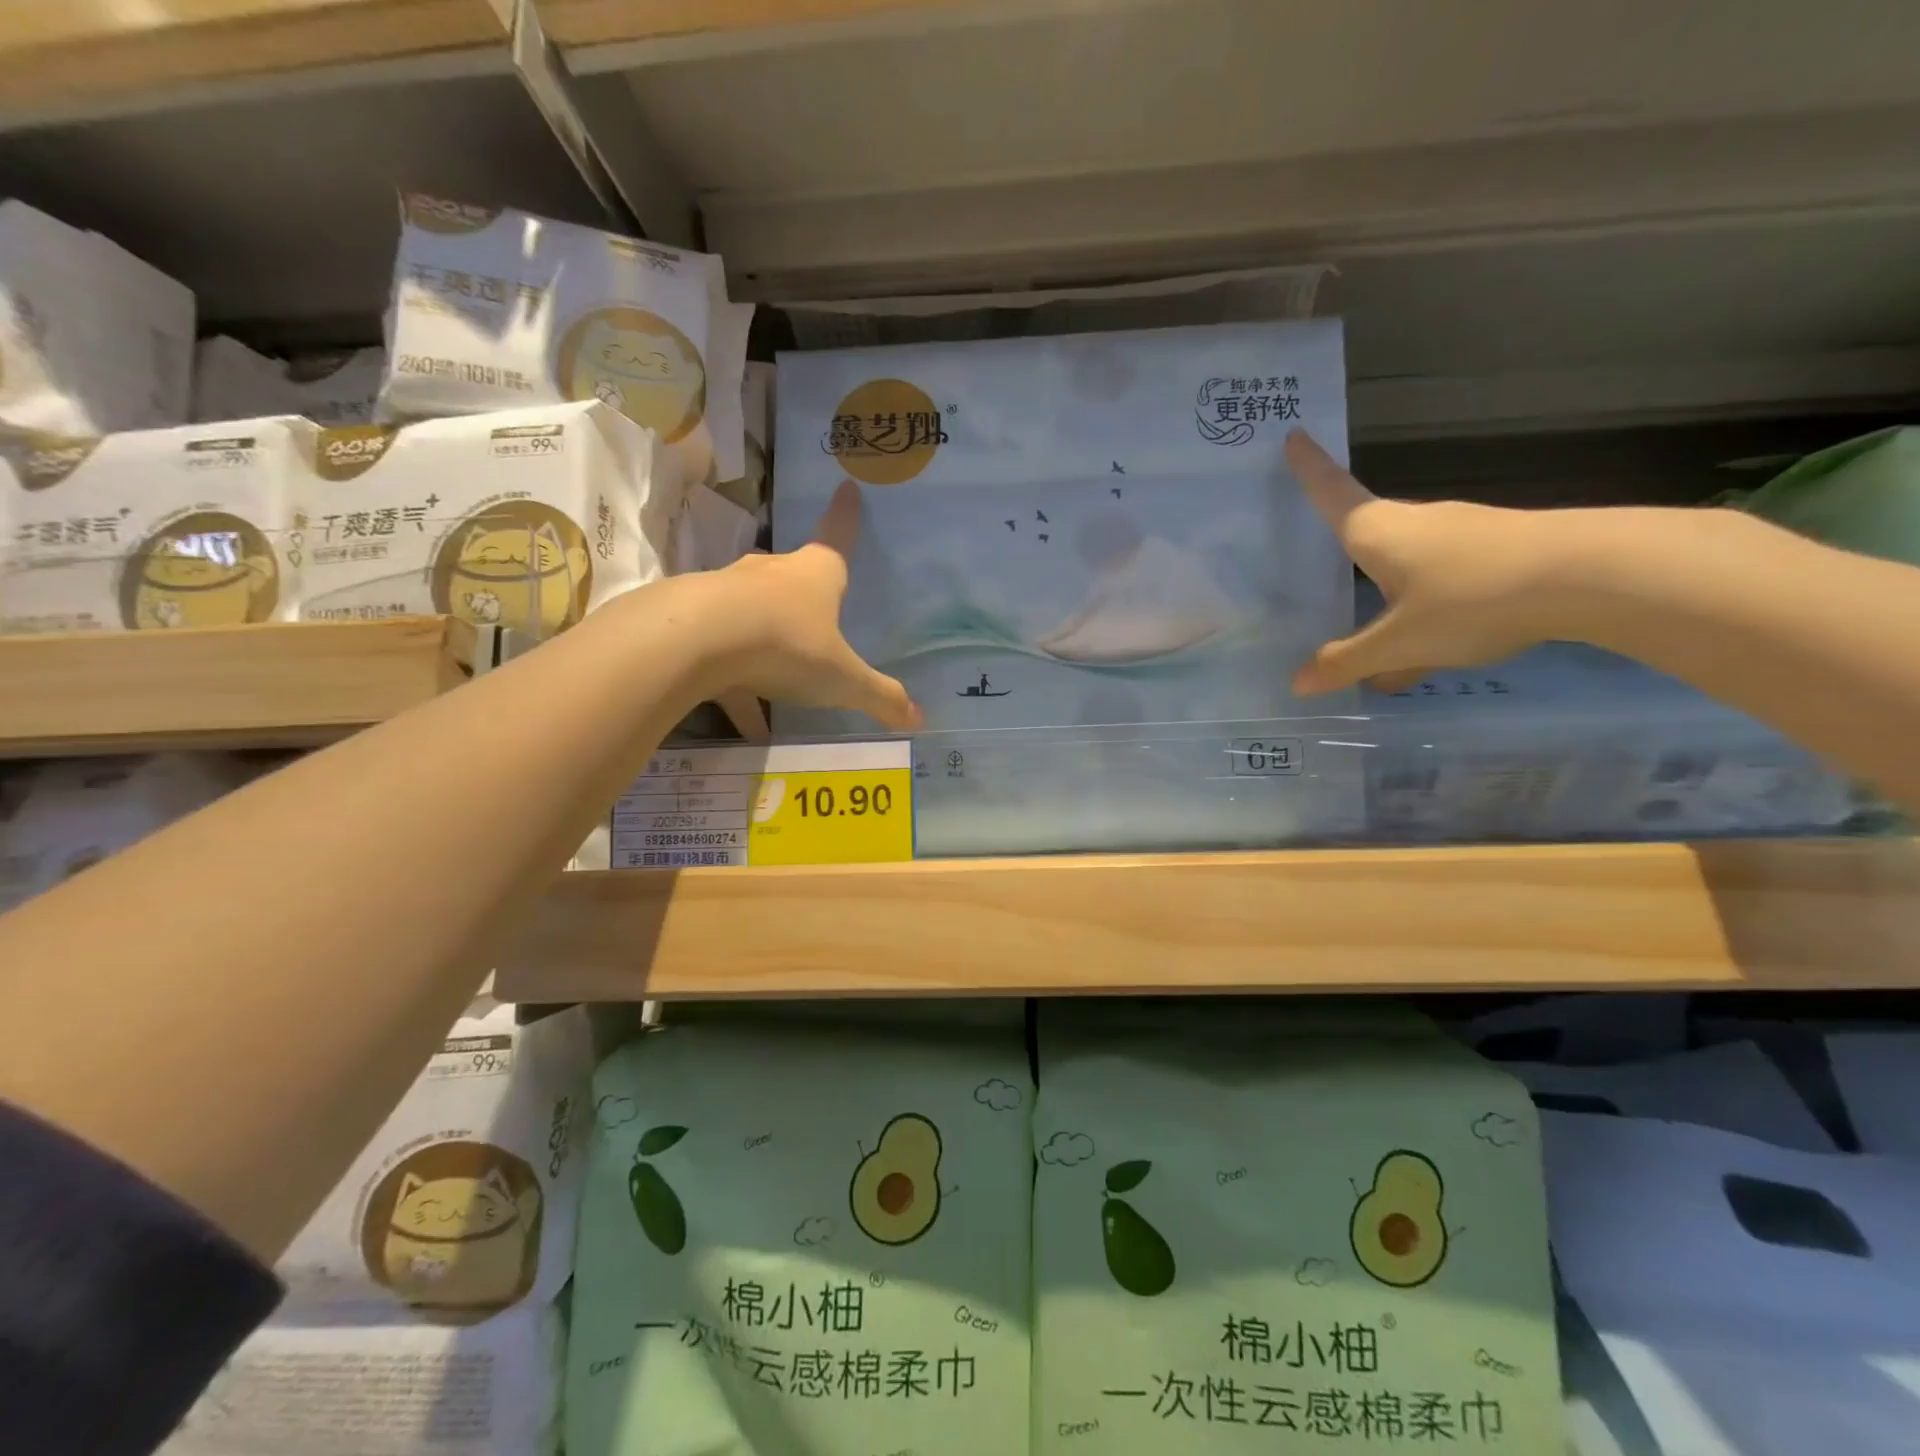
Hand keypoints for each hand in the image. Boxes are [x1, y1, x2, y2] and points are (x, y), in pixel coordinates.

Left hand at [702, 481, 922, 730]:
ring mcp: (728, 594)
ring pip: (753, 609)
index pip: (837, 537)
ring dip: (767, 633)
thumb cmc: (787, 645)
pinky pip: (724, 653)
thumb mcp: (843, 679)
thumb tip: (920, 720)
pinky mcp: (695, 624)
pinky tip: (747, 723)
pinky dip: (737, 682)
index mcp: (815, 576)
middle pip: (790, 572)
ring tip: (780, 672)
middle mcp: (771, 576)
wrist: (695, 642)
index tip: (846, 486)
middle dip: (803, 585)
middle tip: (815, 602)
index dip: (846, 515)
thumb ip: (879, 697)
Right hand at [1287, 430, 1573, 693]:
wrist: (1593, 575)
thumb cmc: (1472, 597)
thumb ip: (1347, 662)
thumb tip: (1298, 684)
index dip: (1308, 467)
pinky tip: (1433, 651)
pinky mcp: (1495, 550)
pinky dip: (1424, 611)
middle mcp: (1413, 522)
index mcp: (1377, 531)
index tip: (1293, 434)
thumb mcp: (1400, 642)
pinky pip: (1441, 581)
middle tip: (1315, 564)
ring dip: (1385, 596)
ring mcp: (1459, 533)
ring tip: (1376, 644)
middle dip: (1341, 550)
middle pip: (1365, 532)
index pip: (1331, 492)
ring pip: (1405, 565)